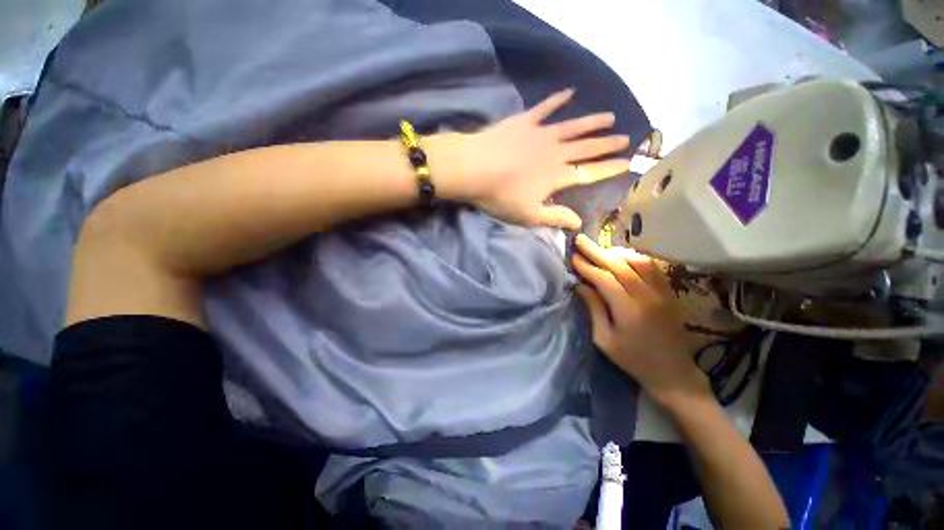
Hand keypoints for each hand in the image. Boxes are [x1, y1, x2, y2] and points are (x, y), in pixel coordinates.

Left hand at [444, 89, 630, 229]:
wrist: (474, 169)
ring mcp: (540, 134)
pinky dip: (558, 99)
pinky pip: (545, 107)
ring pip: (573, 126)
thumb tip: (579, 223)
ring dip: (592, 122)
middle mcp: (555, 152)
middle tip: (626, 138)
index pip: (589, 173)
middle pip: (586, 148)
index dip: (608, 169)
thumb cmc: (500, 196)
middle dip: (607, 144)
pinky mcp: (524, 121)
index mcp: (557, 176)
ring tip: (610, 117)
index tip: (627, 163)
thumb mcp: (528, 215)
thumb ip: (555, 218)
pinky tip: (570, 92)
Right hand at [572, 234, 710, 406]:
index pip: (605, 278)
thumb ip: (594, 309)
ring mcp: (662, 292)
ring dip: (615, 252)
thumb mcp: (604, 339)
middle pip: (619, 265)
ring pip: (637, 262)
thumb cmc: (633, 359)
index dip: (587, 266)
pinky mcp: (669, 292)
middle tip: (580, 240)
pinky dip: (634, 257)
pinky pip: (651, 267)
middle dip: (597, 251)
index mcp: (629, 310)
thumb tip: (580, 285)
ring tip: (598, 248)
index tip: (573, 257)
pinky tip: (621, 256)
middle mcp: (647, 296)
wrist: (673, 372)